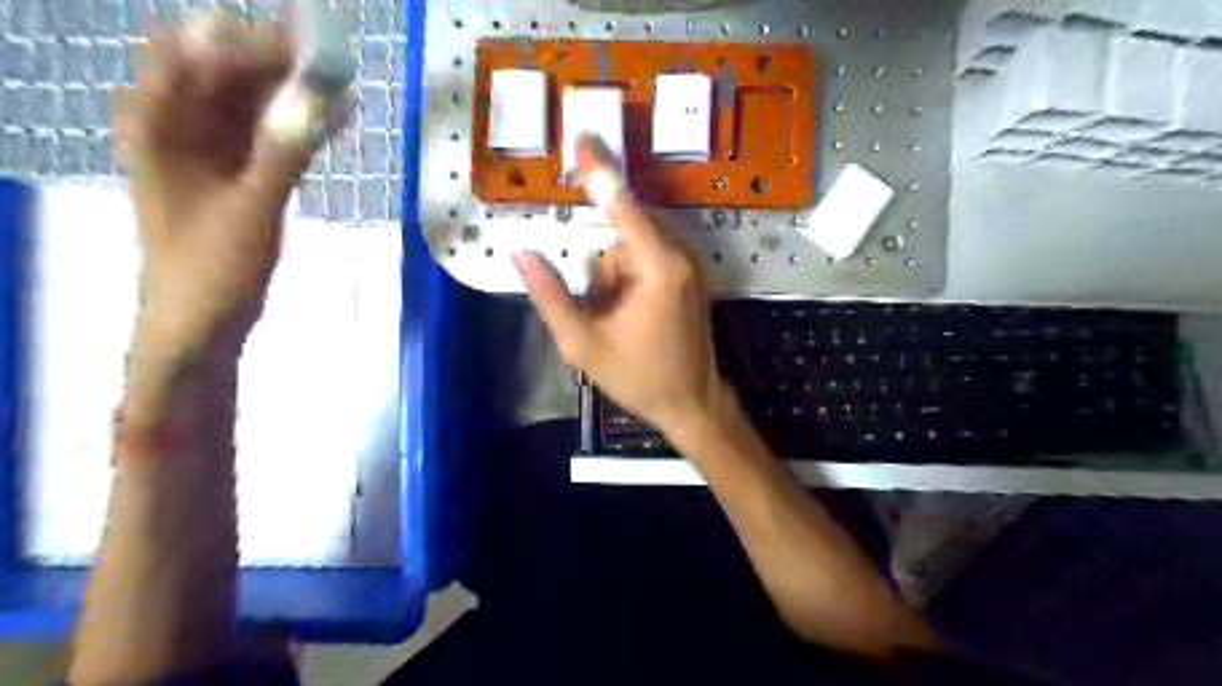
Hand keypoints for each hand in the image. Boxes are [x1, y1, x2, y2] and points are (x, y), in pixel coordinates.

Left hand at [113, 13, 318, 358]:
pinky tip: (332, 122)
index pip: (192, 55)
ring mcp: (208, 153)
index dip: (244, 41)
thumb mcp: (251, 209)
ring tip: (339, 84)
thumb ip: (285, 153)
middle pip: (222, 74)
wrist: (200, 321)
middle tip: (331, 61)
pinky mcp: (236, 176)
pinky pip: (267, 136)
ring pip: (249, 104)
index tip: (302, 44)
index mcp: (158, 126)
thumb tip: (323, 101)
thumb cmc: (212, 267)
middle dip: (273, 62)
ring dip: (289, 93)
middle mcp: (178, 129)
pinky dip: (296, 127)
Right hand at [513, 138, 727, 437]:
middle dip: (603, 274)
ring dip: (615, 281)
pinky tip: (634, 318)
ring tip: (621, 323)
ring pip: (632, 250)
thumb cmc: (639, 377)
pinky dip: (630, 282)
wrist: (692, 404)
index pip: (622, 206)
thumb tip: (522, 253)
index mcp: (658, 268)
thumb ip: (550, 296)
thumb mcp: (583, 345)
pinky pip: (648, 261)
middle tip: (604, 314)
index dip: (599, 171)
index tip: (583, 136)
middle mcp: (679, 257)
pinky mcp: (691, 277)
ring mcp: (690, 267)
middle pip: (622, 236)